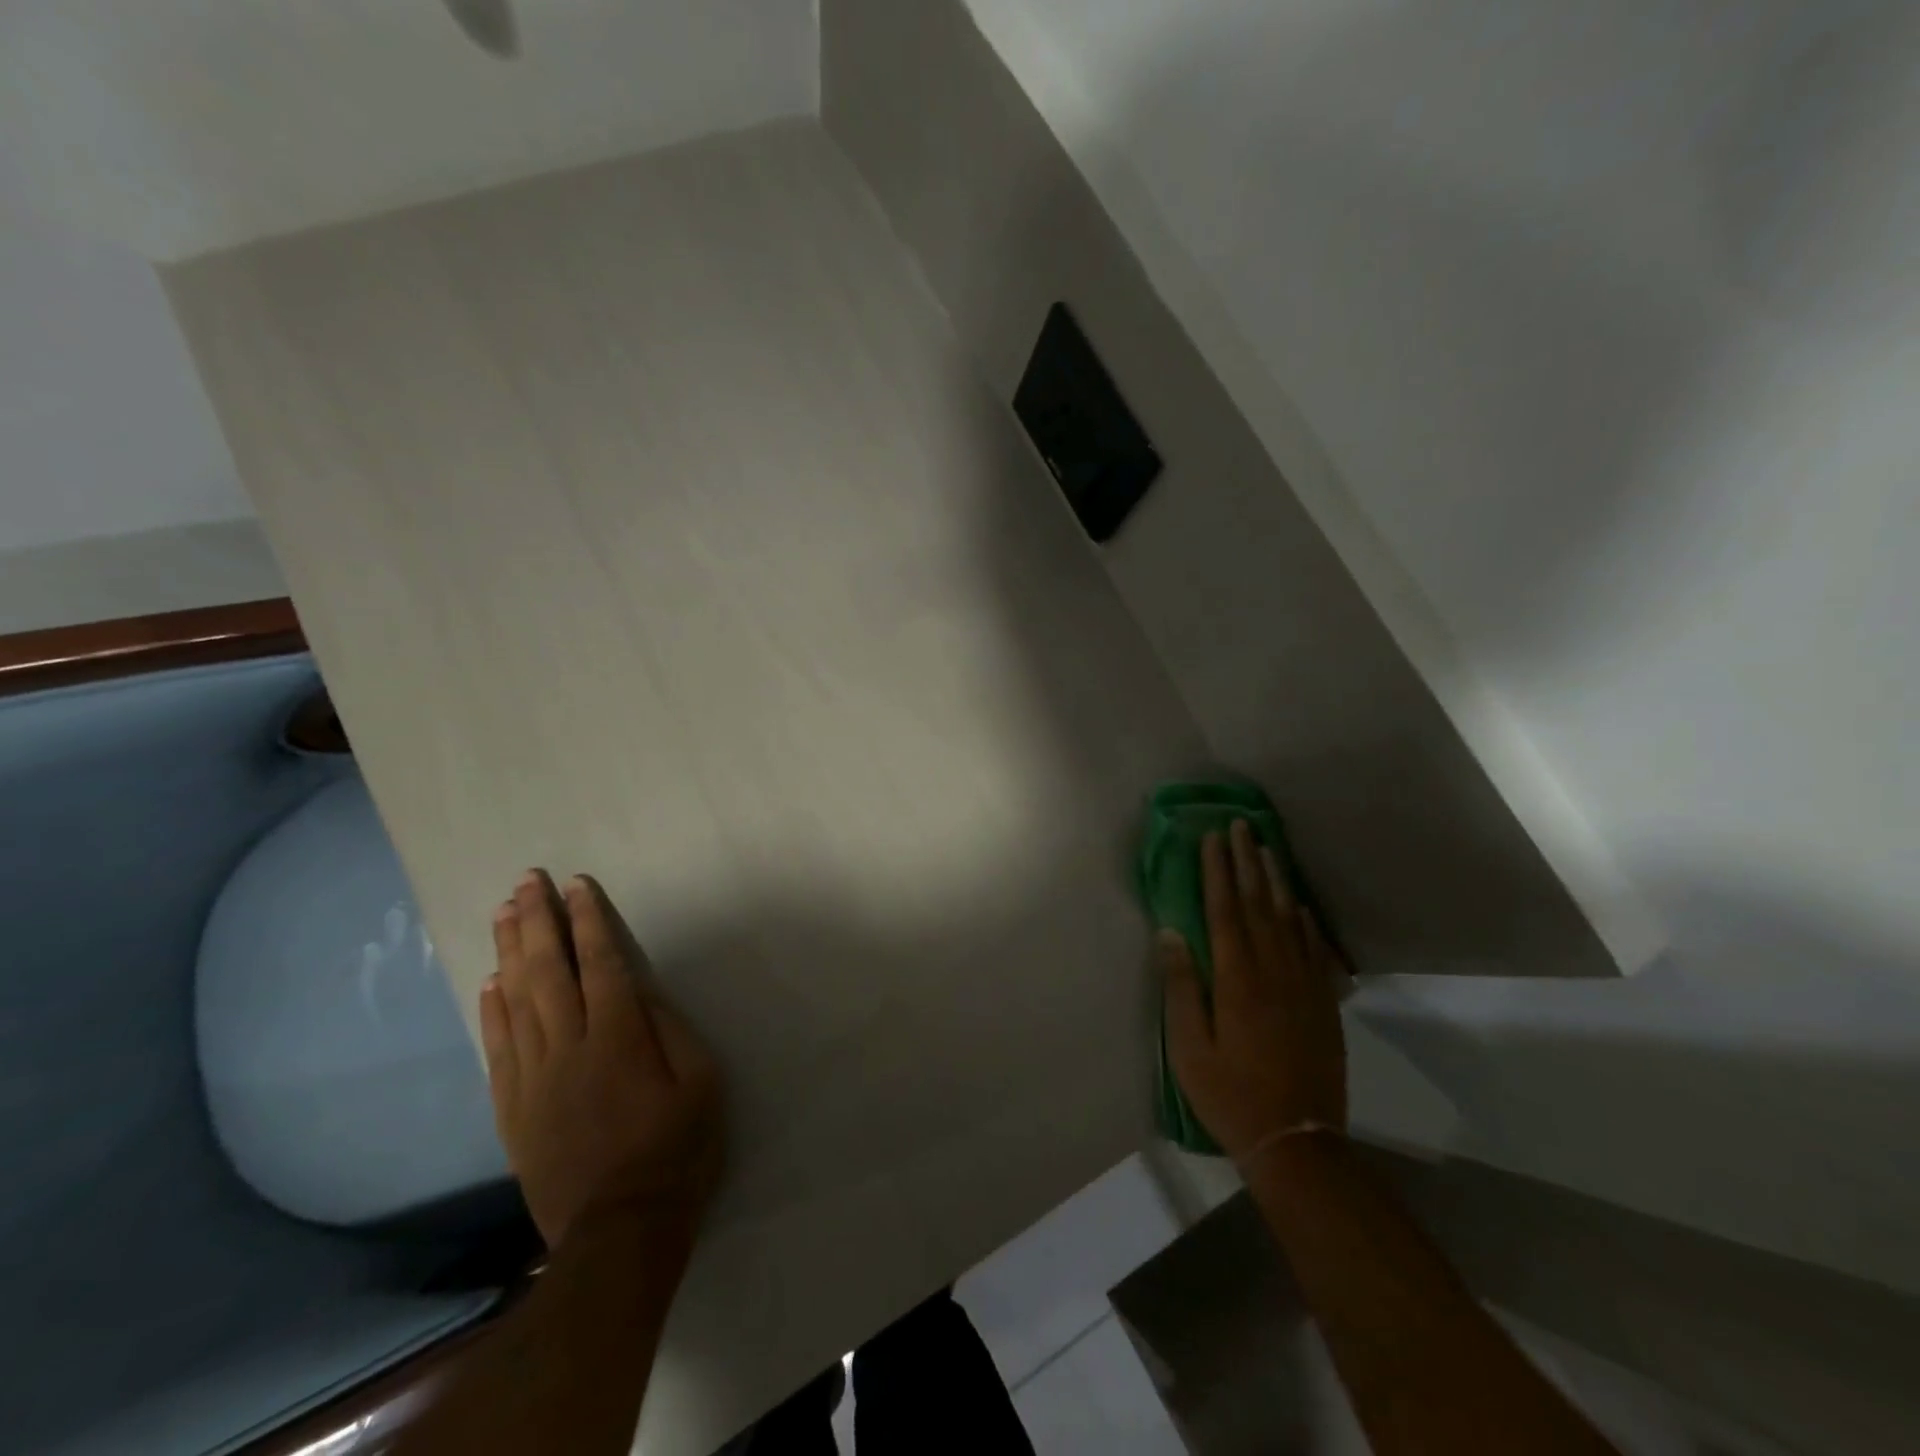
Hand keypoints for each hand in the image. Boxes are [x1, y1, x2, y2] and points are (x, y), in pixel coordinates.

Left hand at [480, 870, 724, 1250]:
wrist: (620, 1232)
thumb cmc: (677, 1151)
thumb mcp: (702, 1083)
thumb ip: (670, 1030)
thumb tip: (640, 992)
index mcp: (620, 1038)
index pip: (602, 963)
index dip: (590, 920)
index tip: (579, 884)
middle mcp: (569, 1047)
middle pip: (549, 971)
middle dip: (539, 920)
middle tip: (528, 880)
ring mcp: (534, 1079)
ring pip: (515, 1001)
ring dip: (510, 952)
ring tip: (505, 912)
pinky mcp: (513, 1110)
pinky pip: (497, 1048)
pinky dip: (491, 1010)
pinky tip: (489, 983)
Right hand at [1161, 820, 1348, 1164]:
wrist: (1297, 1141)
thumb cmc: (1230, 1094)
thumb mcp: (1189, 1047)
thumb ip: (1181, 986)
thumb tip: (1170, 933)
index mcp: (1237, 979)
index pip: (1225, 910)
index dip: (1217, 871)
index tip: (1212, 838)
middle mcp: (1273, 971)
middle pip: (1259, 904)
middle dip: (1247, 861)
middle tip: (1241, 826)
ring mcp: (1304, 985)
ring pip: (1290, 919)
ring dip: (1277, 881)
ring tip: (1268, 849)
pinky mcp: (1324, 1003)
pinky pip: (1315, 949)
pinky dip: (1306, 921)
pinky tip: (1300, 906)